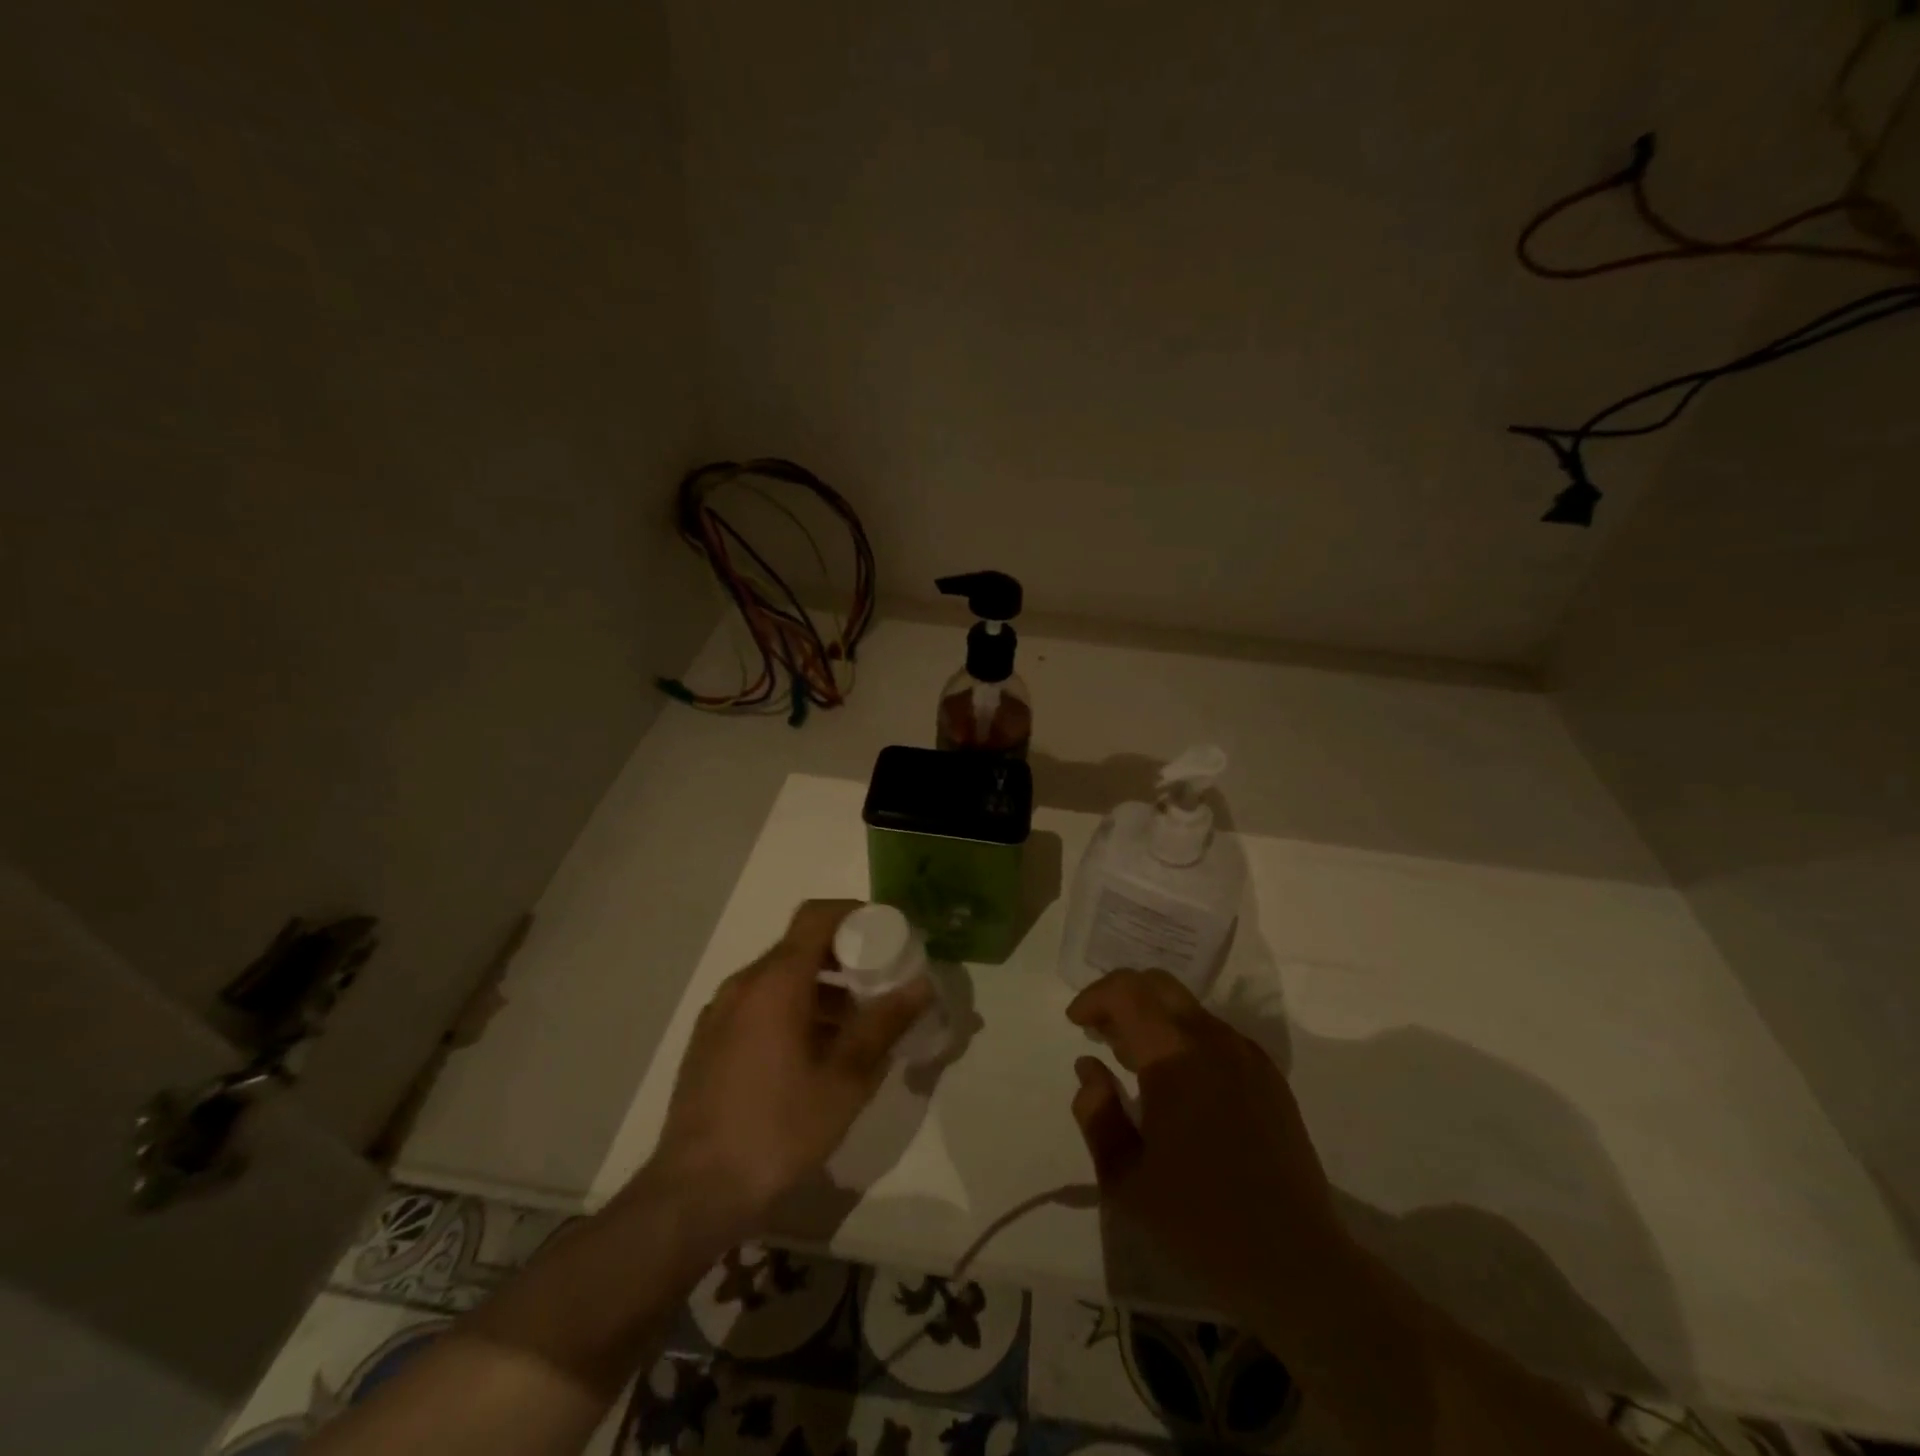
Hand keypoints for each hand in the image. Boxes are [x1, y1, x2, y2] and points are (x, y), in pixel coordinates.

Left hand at [645, 900, 932, 1241]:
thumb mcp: (845, 1080)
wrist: (693, 1194)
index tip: (888, 932)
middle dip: (845, 956)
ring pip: (780, 979)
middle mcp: (743, 985)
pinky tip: (813, 1055)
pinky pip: (759, 1005)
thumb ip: (884, 1024)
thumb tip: (921, 984)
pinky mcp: (709, 1042)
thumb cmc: (778, 1130)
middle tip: (881, 983)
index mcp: (775, 982)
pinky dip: (793, 1009)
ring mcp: (720, 1013)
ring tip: (855, 1027)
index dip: (855, 913)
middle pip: (800, 947)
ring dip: (821, 988)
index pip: (816, 916)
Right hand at [1067, 968, 1346, 1308]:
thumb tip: (1089, 1068)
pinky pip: (1216, 1035)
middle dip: (1122, 997)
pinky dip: (1184, 1039)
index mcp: (1176, 1057)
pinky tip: (1178, 1086)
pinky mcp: (1269, 1077)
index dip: (1094, 997)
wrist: (1297, 1263)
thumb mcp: (1125, 1178)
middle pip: (1159, 985)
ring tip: (1134, 1063)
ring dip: (1153, 1020)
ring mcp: (1247, 1056)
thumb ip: (1097, 1114)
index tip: (1076, 1024)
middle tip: (1101, 1034)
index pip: (1127, 992)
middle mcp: (1214, 1041)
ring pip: (1188, 1009)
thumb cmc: (1200, 1222)